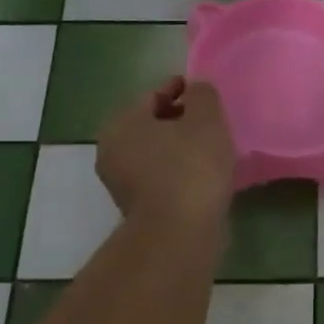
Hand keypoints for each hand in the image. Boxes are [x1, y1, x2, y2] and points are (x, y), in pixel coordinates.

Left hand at [96, 77, 235, 229]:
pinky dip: (178, 172)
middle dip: (178, 120)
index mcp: (122, 123)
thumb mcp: (206, 119)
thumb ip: (203, 95)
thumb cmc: (191, 168)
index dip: (179, 89)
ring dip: (179, 149)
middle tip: (209, 121)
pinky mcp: (138, 209)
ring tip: (210, 149)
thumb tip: (196, 90)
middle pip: (151, 125)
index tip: (202, 92)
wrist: (180, 234)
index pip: (153, 96)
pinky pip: (161, 179)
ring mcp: (122, 184)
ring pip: (155, 154)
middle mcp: (113, 151)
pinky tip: (203, 175)